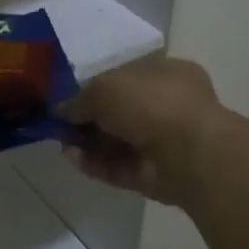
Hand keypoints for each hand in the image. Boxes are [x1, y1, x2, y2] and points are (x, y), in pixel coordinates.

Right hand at [60, 56, 226, 207]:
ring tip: (62, 142)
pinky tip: (72, 158)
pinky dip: (95, 163)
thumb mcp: (103, 88)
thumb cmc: (150, 103)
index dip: (96, 86)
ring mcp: (163, 142)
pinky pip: (118, 167)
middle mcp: (167, 106)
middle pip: (120, 111)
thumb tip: (61, 110)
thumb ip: (79, 99)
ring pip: (117, 141)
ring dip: (88, 142)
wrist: (188, 153)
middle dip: (89, 118)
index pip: (126, 77)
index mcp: (165, 73)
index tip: (70, 97)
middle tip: (61, 123)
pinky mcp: (154, 174)